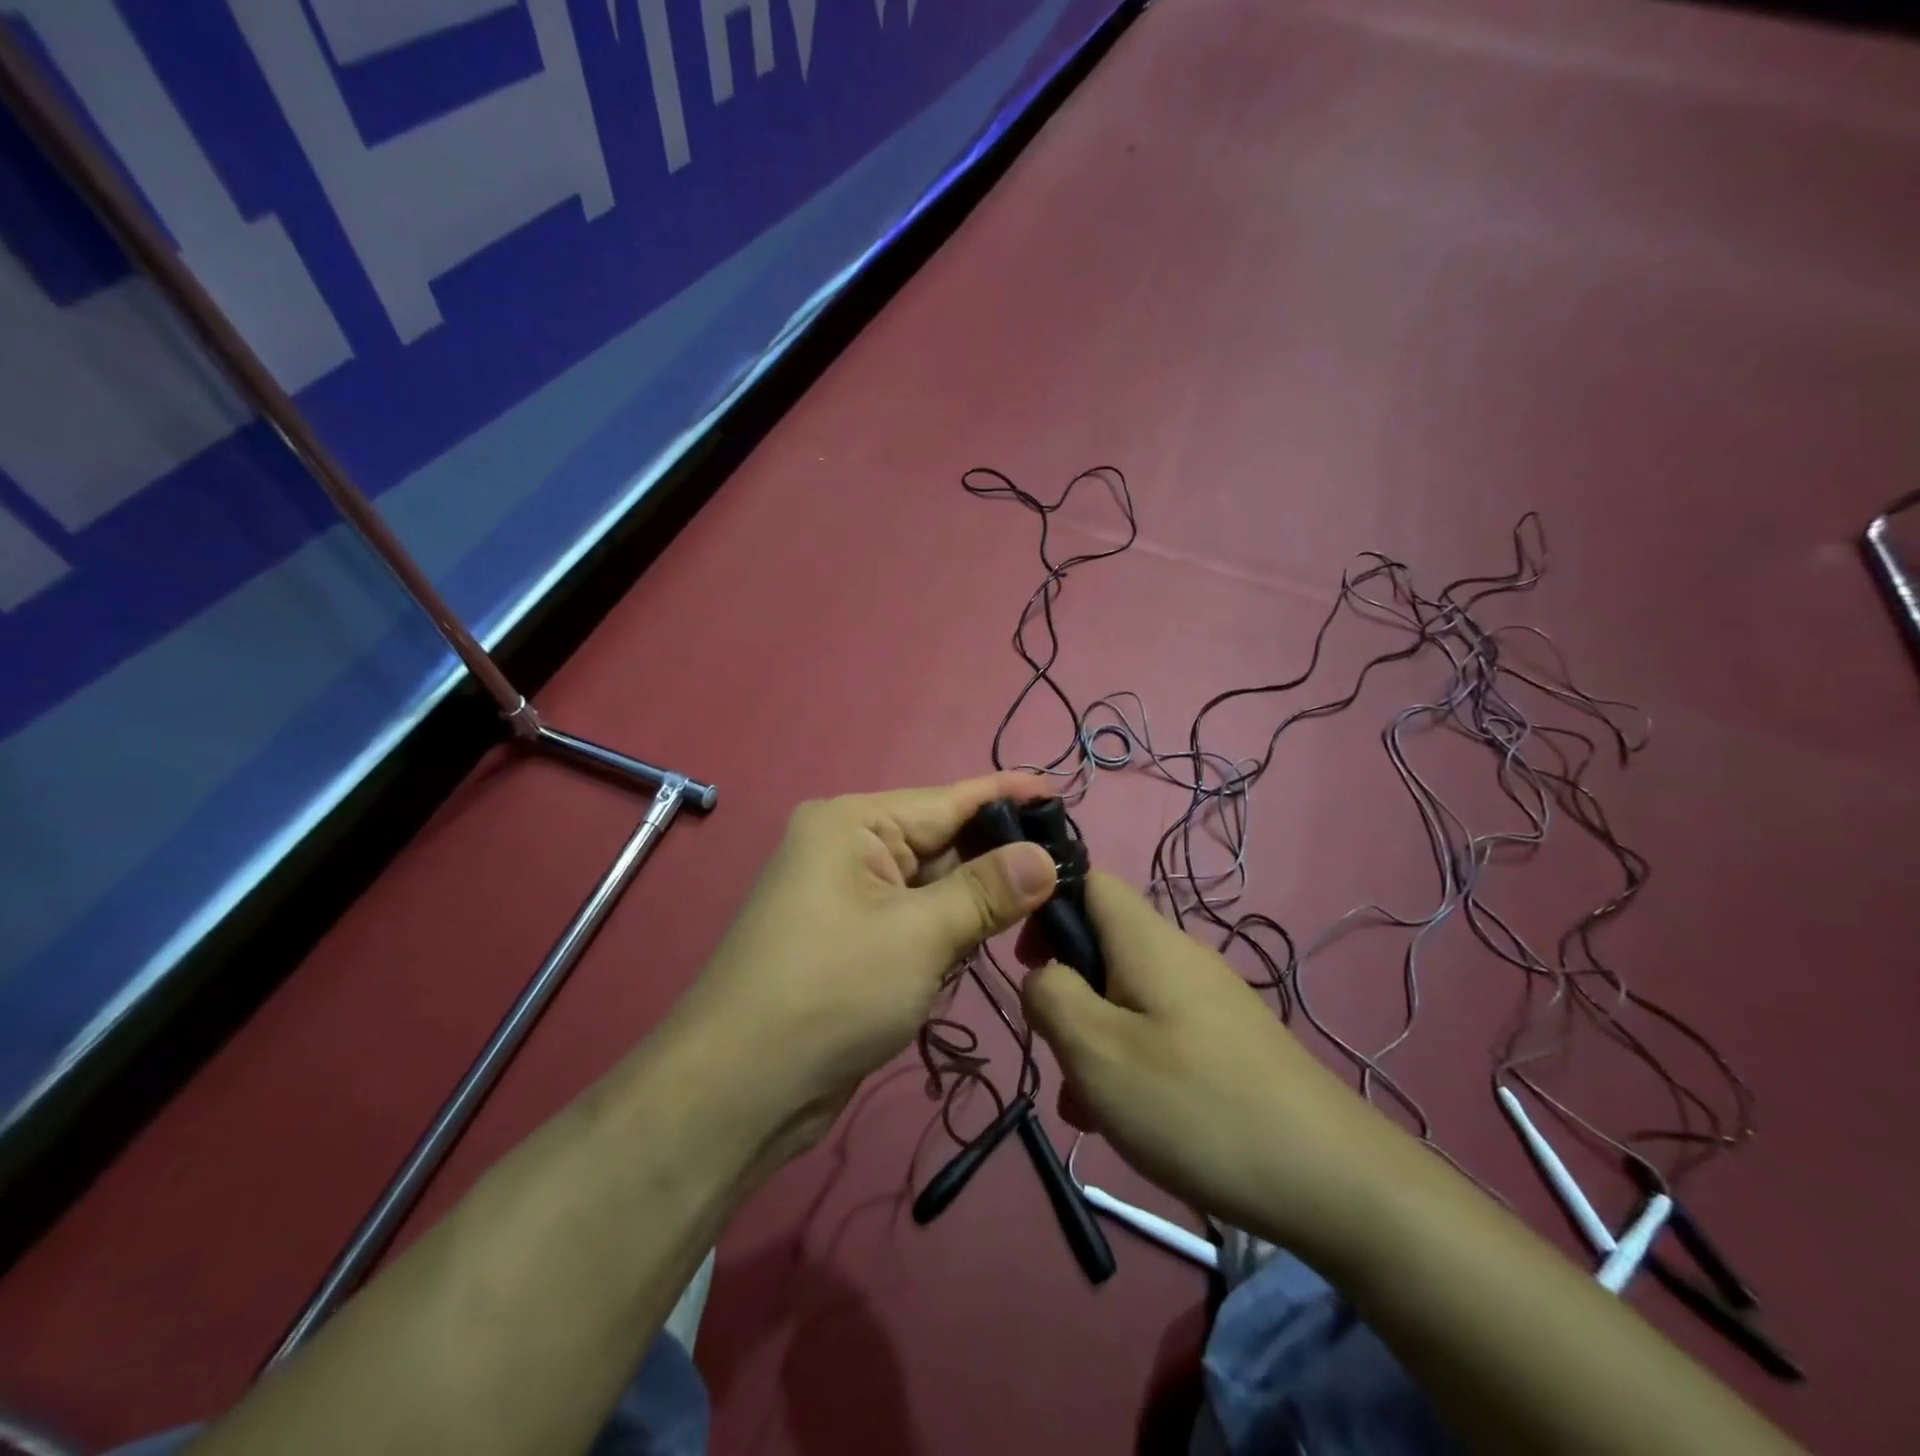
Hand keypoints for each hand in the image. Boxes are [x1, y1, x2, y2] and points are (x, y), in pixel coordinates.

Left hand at [672, 773, 1058, 1165]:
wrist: (739, 1089)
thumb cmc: (830, 992)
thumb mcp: (919, 934)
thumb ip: (986, 891)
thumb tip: (1046, 857)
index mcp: (853, 824)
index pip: (948, 800)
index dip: (1008, 796)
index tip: (1063, 792)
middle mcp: (848, 850)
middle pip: (941, 843)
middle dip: (999, 857)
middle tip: (1071, 867)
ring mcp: (847, 898)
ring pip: (932, 886)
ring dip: (977, 901)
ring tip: (1045, 903)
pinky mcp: (851, 942)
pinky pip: (914, 921)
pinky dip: (949, 931)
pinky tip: (988, 940)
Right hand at [1021, 873, 1406, 1250]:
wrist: (1333, 1180)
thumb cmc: (1196, 1104)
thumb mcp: (1096, 1050)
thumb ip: (1051, 996)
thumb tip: (1043, 975)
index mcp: (1147, 941)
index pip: (1090, 882)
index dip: (1049, 908)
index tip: (1030, 966)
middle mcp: (1181, 957)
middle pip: (1104, 948)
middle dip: (1069, 996)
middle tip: (1060, 1055)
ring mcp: (1210, 1001)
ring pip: (1128, 999)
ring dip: (1097, 1042)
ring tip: (1089, 1108)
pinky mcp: (1228, 1043)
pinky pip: (1160, 1034)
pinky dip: (1133, 1065)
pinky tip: (1133, 1123)